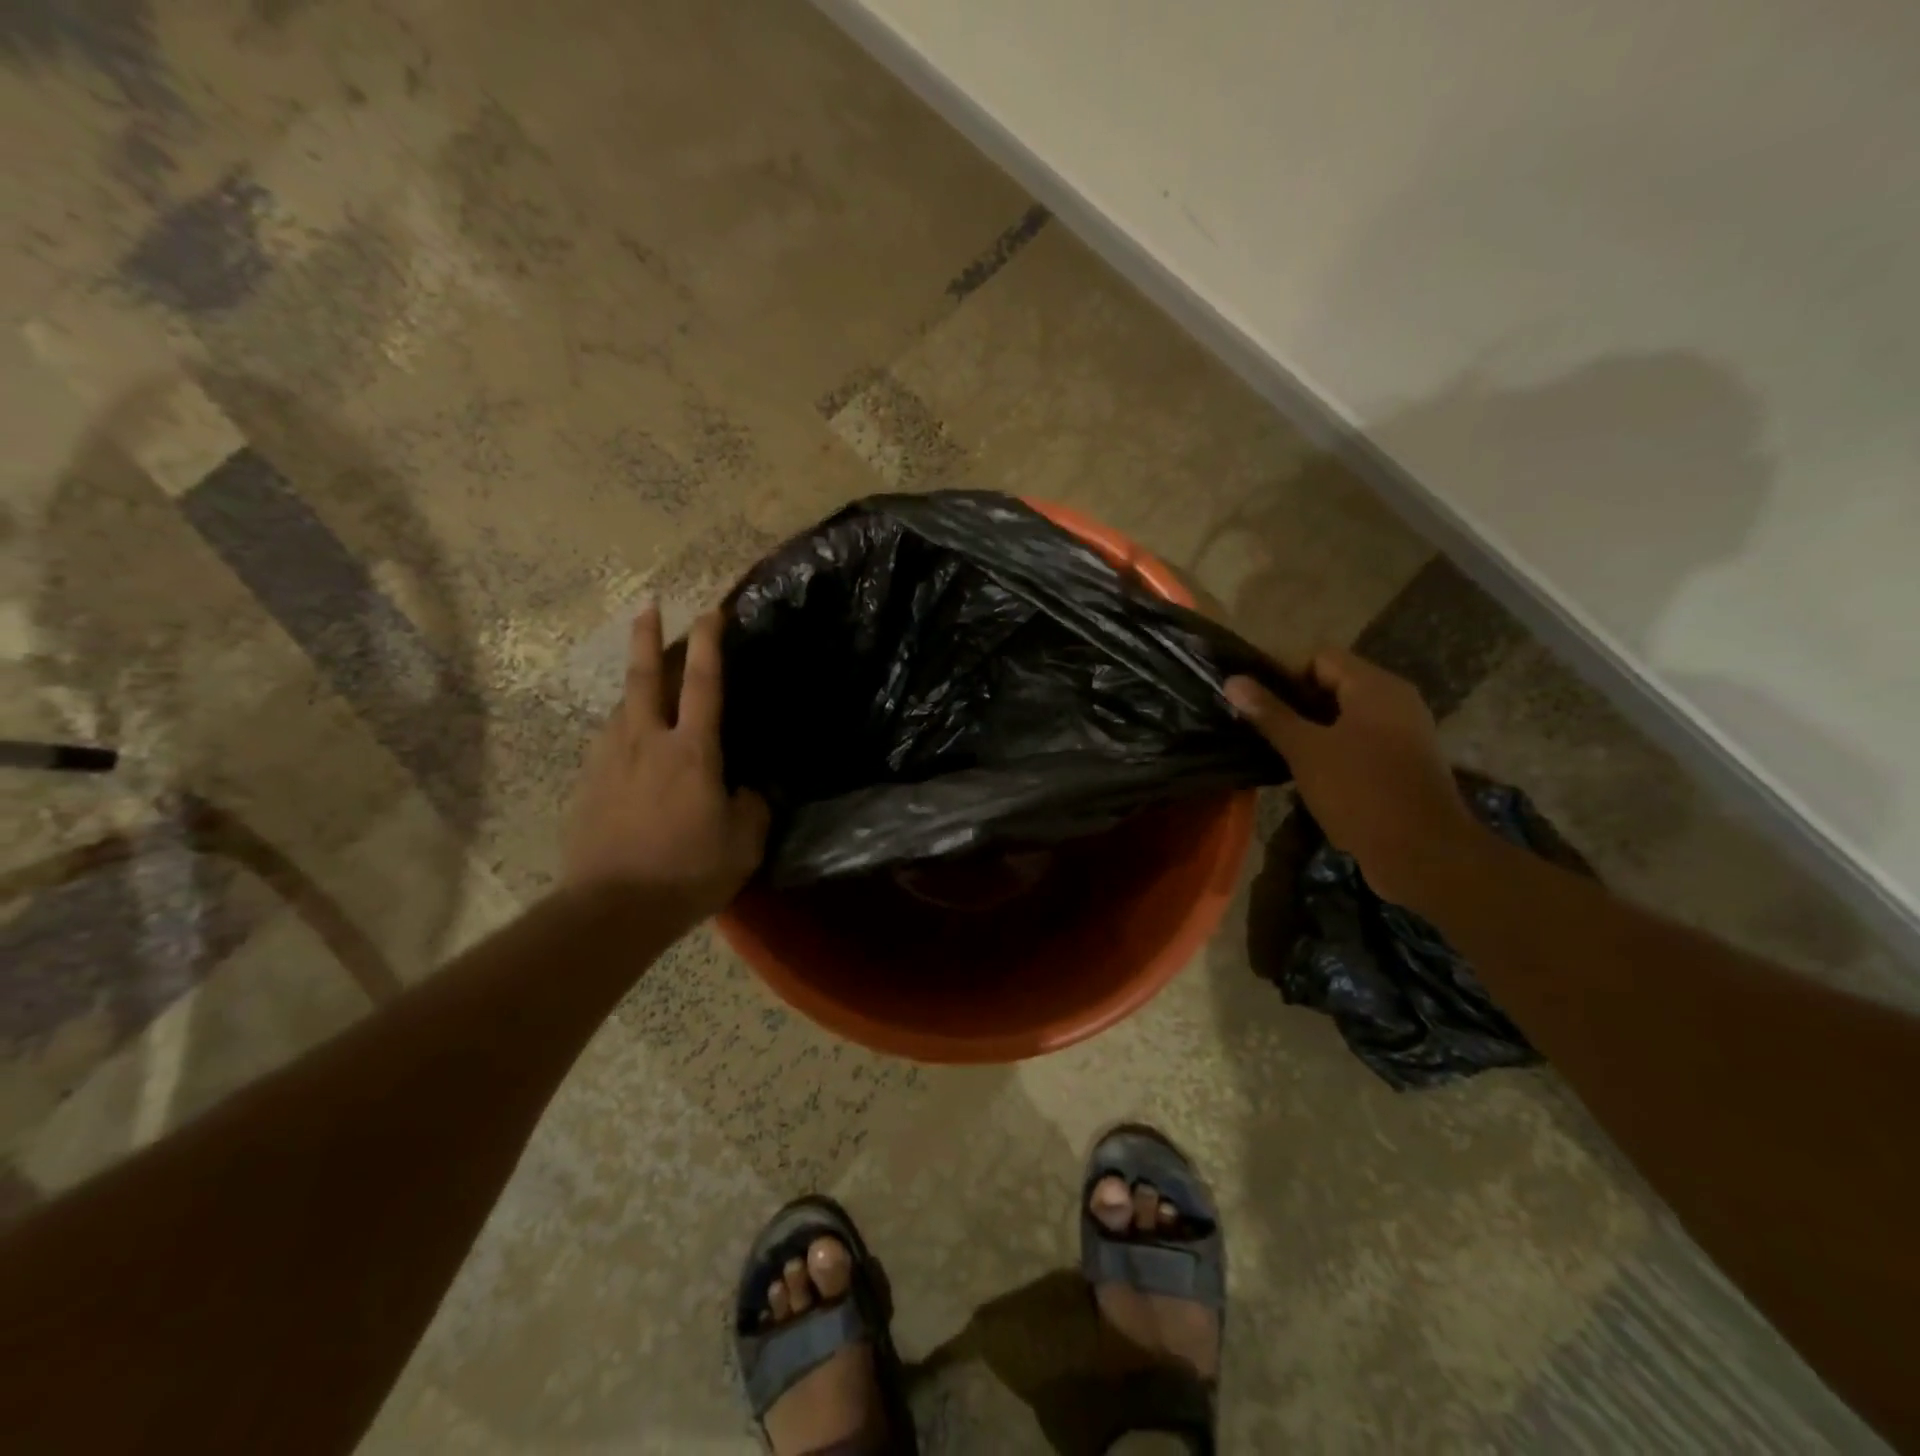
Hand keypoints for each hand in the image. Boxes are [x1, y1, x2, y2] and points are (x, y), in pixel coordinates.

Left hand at [563, 606, 768, 917]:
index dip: (710, 643)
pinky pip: (609, 742)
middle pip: (644, 677)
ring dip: (634, 684)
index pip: (703, 683)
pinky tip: (628, 739)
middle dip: (647, 636)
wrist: (612, 908)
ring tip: (644, 678)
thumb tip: (745, 790)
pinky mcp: (587, 784)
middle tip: (648, 605)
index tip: (711, 611)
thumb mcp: (744, 844)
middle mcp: (647, 742)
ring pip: (621, 707)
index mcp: (692, 751)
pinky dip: (622, 728)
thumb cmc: (687, 872)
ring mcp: (610, 760)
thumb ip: (752, 808)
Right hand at [1226, 648, 1479, 909]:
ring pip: (1345, 715)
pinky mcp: (1403, 762)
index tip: (1252, 701)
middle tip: (1257, 725)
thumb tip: (1233, 681)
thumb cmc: (1360, 791)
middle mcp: (1395, 700)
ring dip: (1310, 727)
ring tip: (1275, 748)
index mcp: (1375, 687)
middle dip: (1293, 702)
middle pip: (1334, 684)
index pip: (1320, 658)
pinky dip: (1332, 747)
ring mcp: (1403, 732)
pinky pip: (1360, 740)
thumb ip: (1270, 713)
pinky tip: (1305, 771)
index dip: (1282, 673)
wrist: (1422, 853)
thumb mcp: (1305, 750)